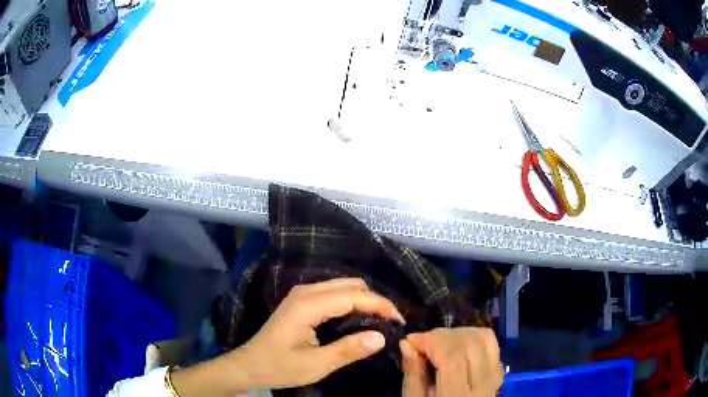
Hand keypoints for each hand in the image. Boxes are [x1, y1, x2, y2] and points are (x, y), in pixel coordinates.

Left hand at [172, 278, 403, 395]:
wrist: (249, 365)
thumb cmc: (279, 367)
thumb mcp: (316, 365)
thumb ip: (349, 350)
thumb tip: (381, 337)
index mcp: (309, 305)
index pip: (354, 296)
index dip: (381, 305)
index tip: (399, 321)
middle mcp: (306, 291)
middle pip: (351, 285)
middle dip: (374, 300)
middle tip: (390, 323)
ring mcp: (302, 294)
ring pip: (343, 286)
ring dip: (364, 300)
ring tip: (378, 321)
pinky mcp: (301, 300)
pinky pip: (334, 292)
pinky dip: (351, 301)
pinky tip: (357, 318)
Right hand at [400, 328, 502, 396]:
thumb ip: (412, 375)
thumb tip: (407, 343)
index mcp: (458, 396)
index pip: (453, 356)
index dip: (431, 340)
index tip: (411, 340)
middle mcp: (484, 384)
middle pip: (469, 343)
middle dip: (442, 335)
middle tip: (422, 341)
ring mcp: (495, 377)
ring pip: (484, 338)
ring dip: (458, 333)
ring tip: (439, 342)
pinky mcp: (499, 371)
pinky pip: (491, 343)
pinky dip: (472, 337)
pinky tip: (457, 345)